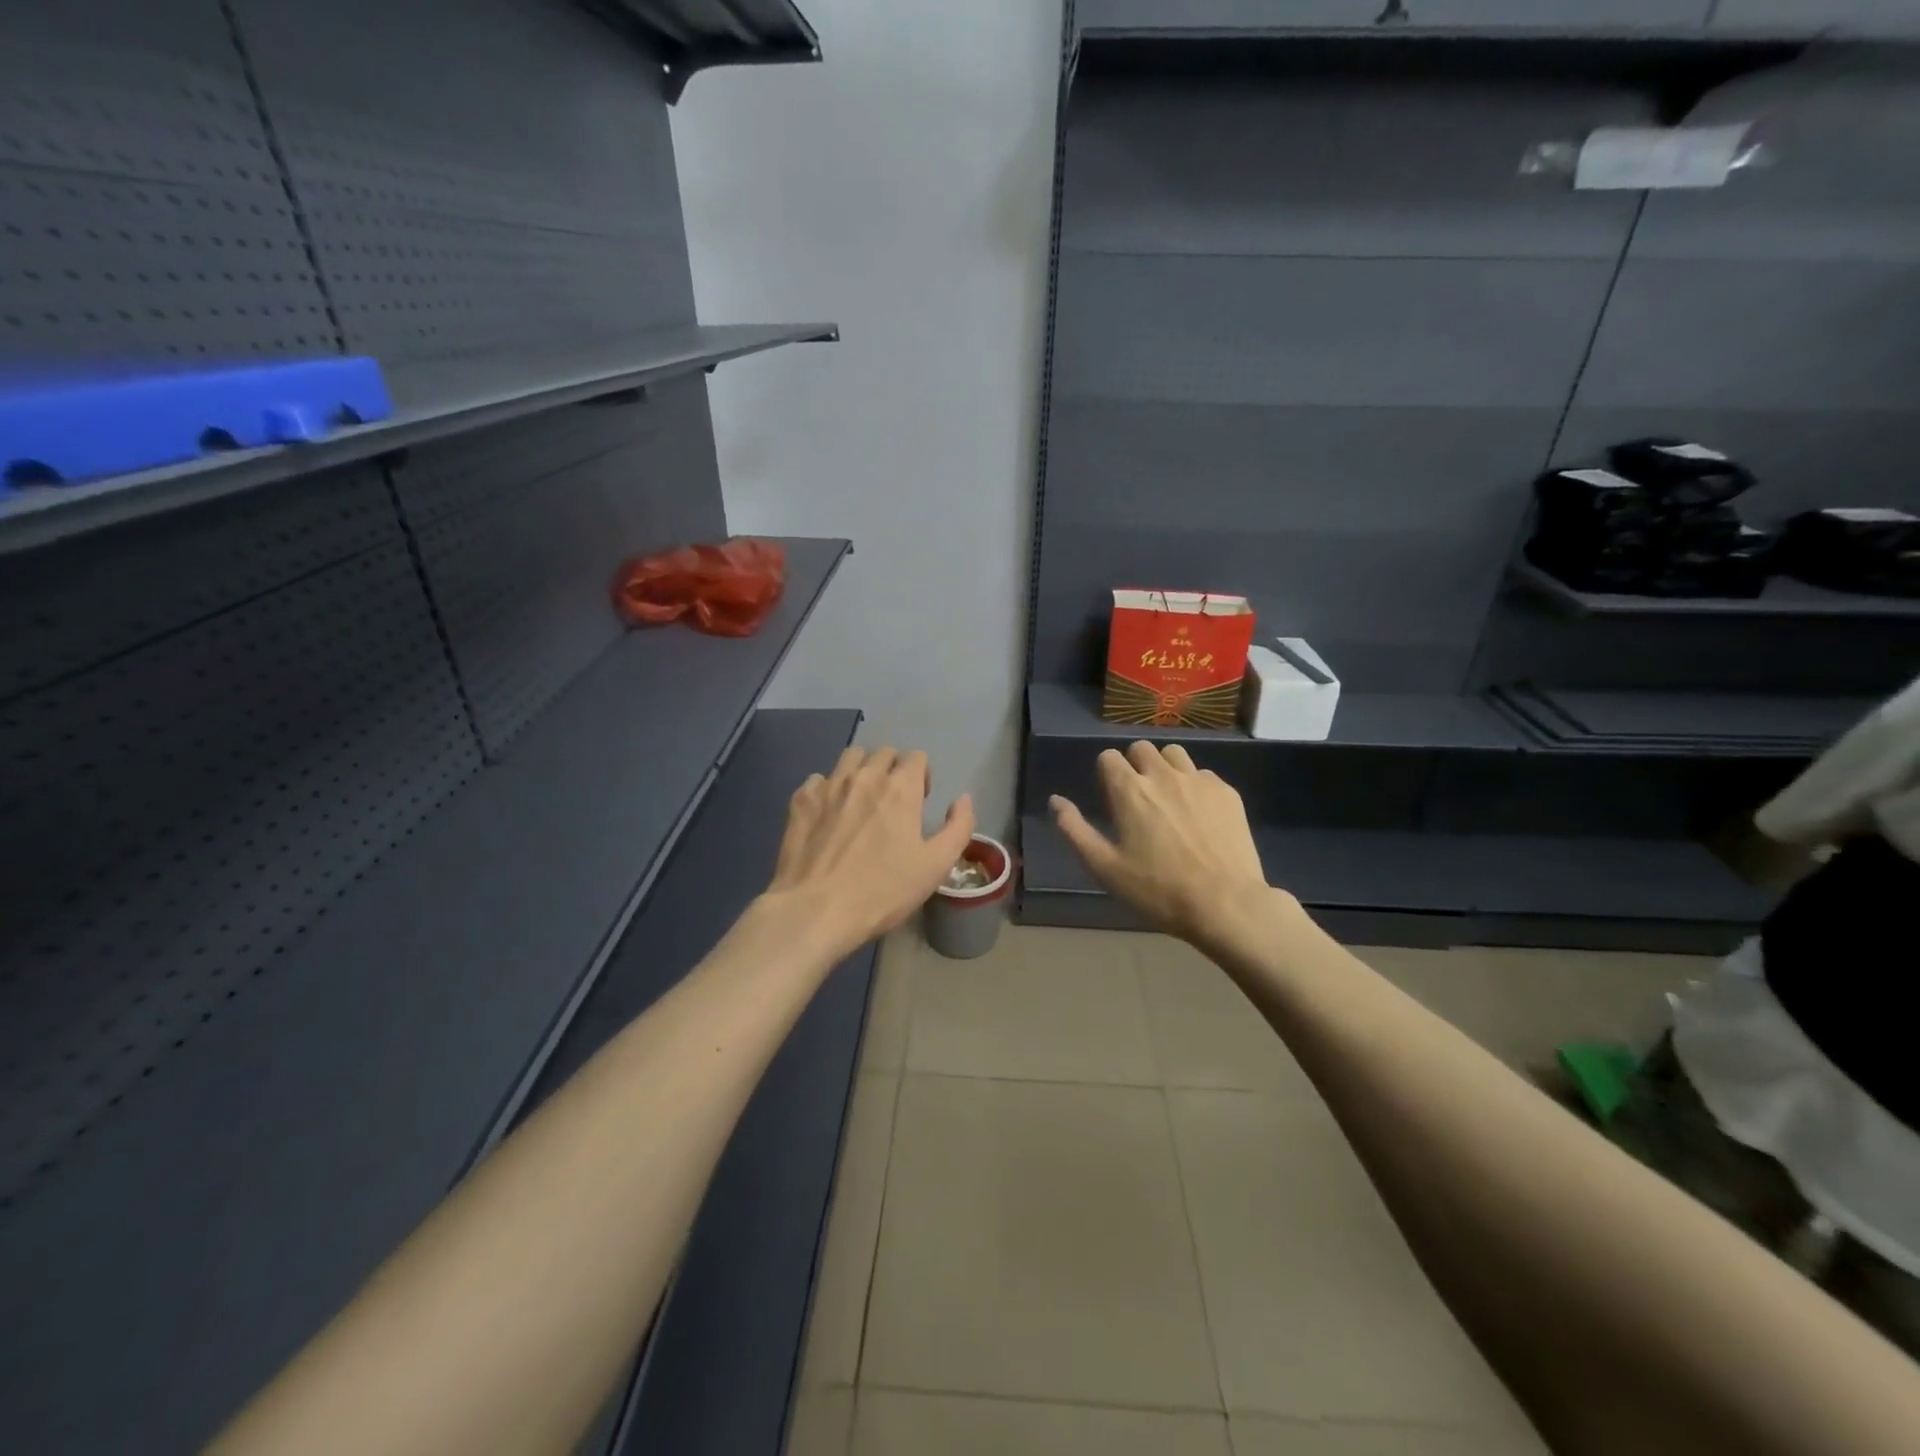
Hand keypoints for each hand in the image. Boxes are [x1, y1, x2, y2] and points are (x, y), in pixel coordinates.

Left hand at [764, 745, 976, 960]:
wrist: (816, 909)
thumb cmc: (883, 891)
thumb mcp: (936, 866)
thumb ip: (959, 827)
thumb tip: (963, 799)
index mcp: (900, 788)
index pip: (917, 757)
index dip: (922, 776)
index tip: (919, 801)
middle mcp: (865, 776)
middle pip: (884, 752)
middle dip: (893, 769)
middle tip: (892, 801)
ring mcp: (829, 785)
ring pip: (850, 757)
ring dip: (862, 770)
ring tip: (861, 799)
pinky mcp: (801, 800)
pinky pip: (819, 779)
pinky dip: (828, 789)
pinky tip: (828, 814)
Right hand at [1049, 742, 1280, 946]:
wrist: (1225, 903)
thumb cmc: (1158, 890)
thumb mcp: (1105, 867)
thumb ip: (1075, 830)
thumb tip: (1056, 800)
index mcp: (1129, 790)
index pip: (1109, 757)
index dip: (1106, 774)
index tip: (1112, 800)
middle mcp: (1162, 774)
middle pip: (1141, 748)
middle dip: (1135, 765)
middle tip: (1138, 799)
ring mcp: (1198, 780)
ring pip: (1174, 754)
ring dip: (1165, 768)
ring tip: (1168, 799)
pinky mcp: (1227, 792)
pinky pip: (1203, 774)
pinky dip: (1195, 786)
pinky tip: (1199, 815)